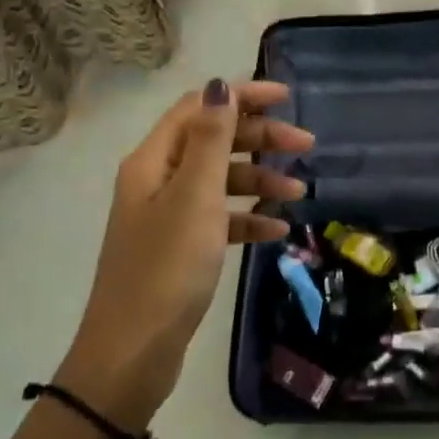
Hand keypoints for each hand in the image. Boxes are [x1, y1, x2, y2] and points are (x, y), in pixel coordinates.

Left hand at [58, 78, 312, 428]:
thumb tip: (219, 85)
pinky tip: (277, 228)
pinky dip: (247, 217)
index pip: (200, 108)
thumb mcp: (195, 198)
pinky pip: (219, 218)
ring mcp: (167, 214)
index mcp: (153, 160)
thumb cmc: (167, 268)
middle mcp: (157, 179)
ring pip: (220, 179)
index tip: (287, 98)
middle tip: (306, 144)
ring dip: (259, 178)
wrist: (132, 352)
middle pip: (214, 141)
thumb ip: (210, 140)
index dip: (242, 97)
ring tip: (300, 190)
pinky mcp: (179, 246)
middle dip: (260, 138)